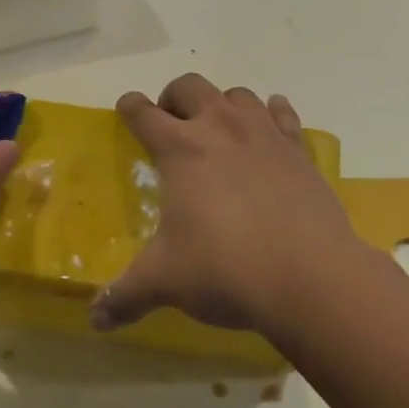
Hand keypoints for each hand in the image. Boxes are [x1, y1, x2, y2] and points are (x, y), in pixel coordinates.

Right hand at [91, 73, 359, 338]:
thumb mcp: (166, 282)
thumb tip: (95, 320)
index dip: (130, 107)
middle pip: (190, 87)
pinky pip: (284, 115)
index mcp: (179, 148)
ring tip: (219, 129)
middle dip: (174, 98)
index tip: (126, 109)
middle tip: (171, 124)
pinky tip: (270, 129)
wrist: (312, 279)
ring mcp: (264, 135)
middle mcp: (220, 128)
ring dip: (222, 104)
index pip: (143, 112)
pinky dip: (273, 114)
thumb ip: (126, 296)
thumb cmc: (226, 270)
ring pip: (238, 95)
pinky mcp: (299, 151)